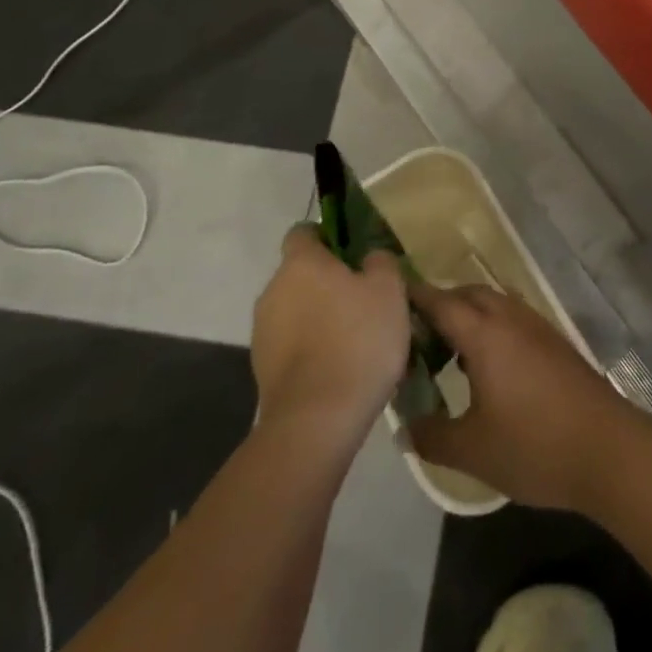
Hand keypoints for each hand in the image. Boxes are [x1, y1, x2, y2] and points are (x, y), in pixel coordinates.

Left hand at [251, 226, 411, 448]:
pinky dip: (312, 347)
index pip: (303, 231)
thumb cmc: (358, 340)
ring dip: (320, 316)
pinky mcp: (262, 368)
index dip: (327, 236)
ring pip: (296, 310)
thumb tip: (369, 257)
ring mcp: (263, 331)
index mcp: (301, 263)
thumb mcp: (389, 290)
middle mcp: (273, 290)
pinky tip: (340, 366)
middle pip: (300, 273)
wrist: (317, 419)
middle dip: (328, 281)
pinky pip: (292, 344)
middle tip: (365, 298)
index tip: (353, 253)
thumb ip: (380, 262)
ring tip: (356, 338)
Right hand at [407, 283, 640, 511]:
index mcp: (485, 334)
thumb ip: (432, 436)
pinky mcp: (555, 342)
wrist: (608, 448)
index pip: (441, 302)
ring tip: (447, 351)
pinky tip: (487, 366)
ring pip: (494, 304)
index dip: (413, 297)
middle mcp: (510, 319)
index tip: (388, 296)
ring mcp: (537, 327)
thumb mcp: (472, 450)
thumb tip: (406, 426)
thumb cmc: (534, 446)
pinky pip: (513, 318)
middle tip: (415, 335)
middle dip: (441, 304)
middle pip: (469, 294)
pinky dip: (492, 327)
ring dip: (469, 315)